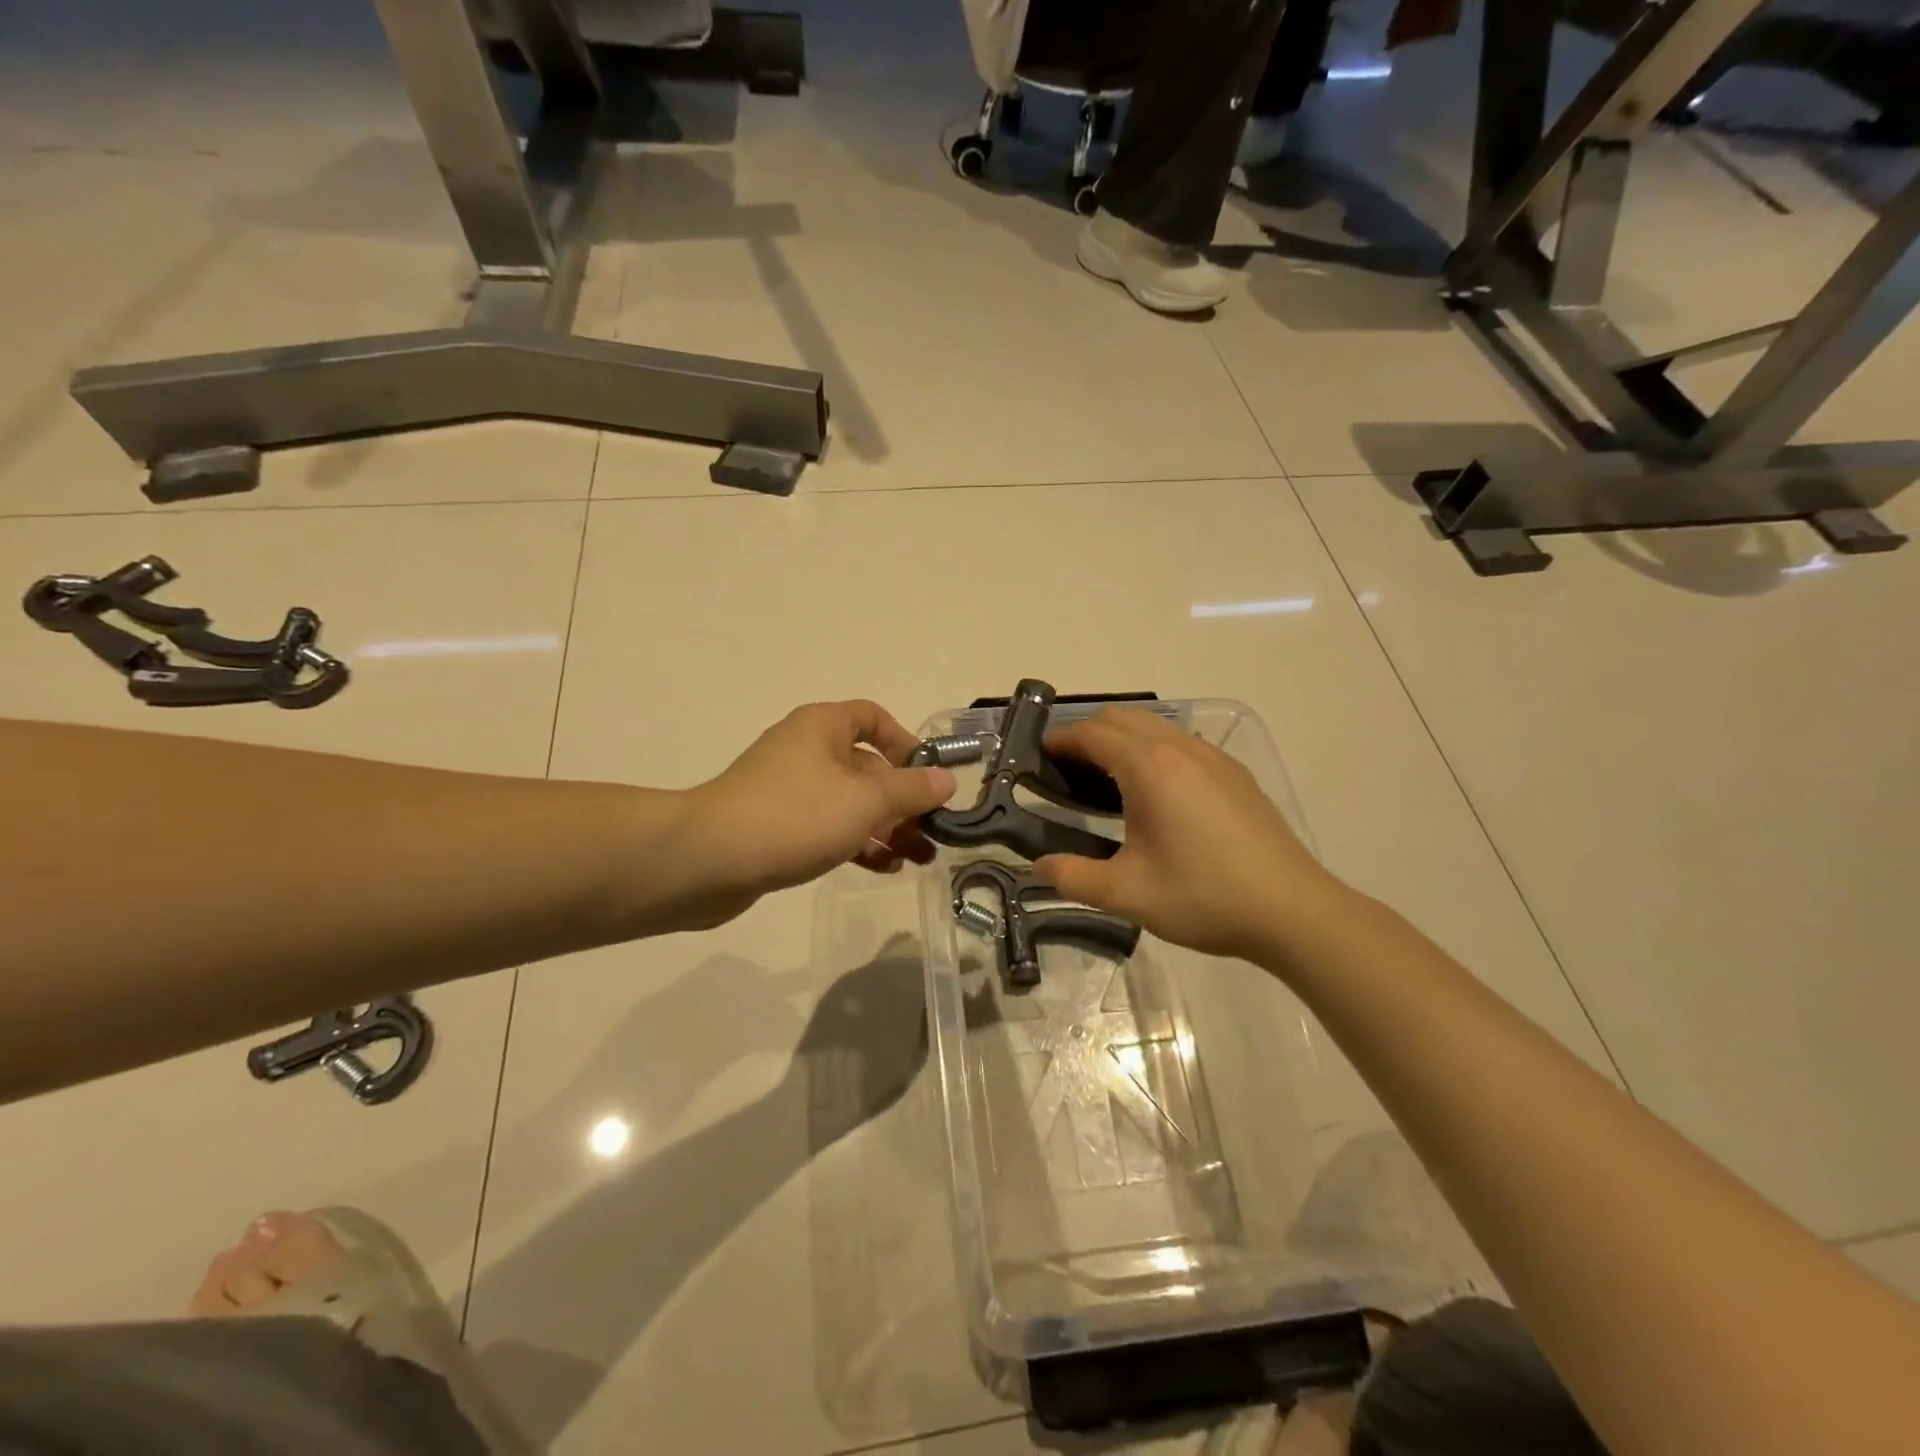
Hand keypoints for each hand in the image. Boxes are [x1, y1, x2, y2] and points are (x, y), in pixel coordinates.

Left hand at [674, 701, 954, 926]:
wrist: (708, 860)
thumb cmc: (795, 816)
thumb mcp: (866, 801)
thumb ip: (911, 790)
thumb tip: (947, 780)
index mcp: (823, 728)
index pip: (873, 717)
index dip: (905, 743)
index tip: (928, 777)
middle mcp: (805, 750)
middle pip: (866, 766)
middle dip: (902, 798)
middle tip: (933, 830)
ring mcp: (788, 790)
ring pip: (849, 802)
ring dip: (886, 827)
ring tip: (919, 856)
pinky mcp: (777, 826)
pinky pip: (827, 827)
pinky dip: (856, 842)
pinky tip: (884, 868)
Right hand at [1034, 707, 1340, 962]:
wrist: (1291, 910)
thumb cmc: (1203, 897)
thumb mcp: (1127, 893)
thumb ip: (1073, 877)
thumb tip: (1040, 867)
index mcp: (1149, 768)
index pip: (1092, 734)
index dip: (1060, 740)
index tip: (1038, 757)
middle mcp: (1180, 748)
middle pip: (1122, 718)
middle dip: (1088, 733)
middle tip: (1067, 771)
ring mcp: (1213, 757)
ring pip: (1155, 726)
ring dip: (1123, 739)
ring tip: (1106, 781)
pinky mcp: (1234, 773)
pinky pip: (1181, 742)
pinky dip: (1153, 750)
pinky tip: (1157, 794)